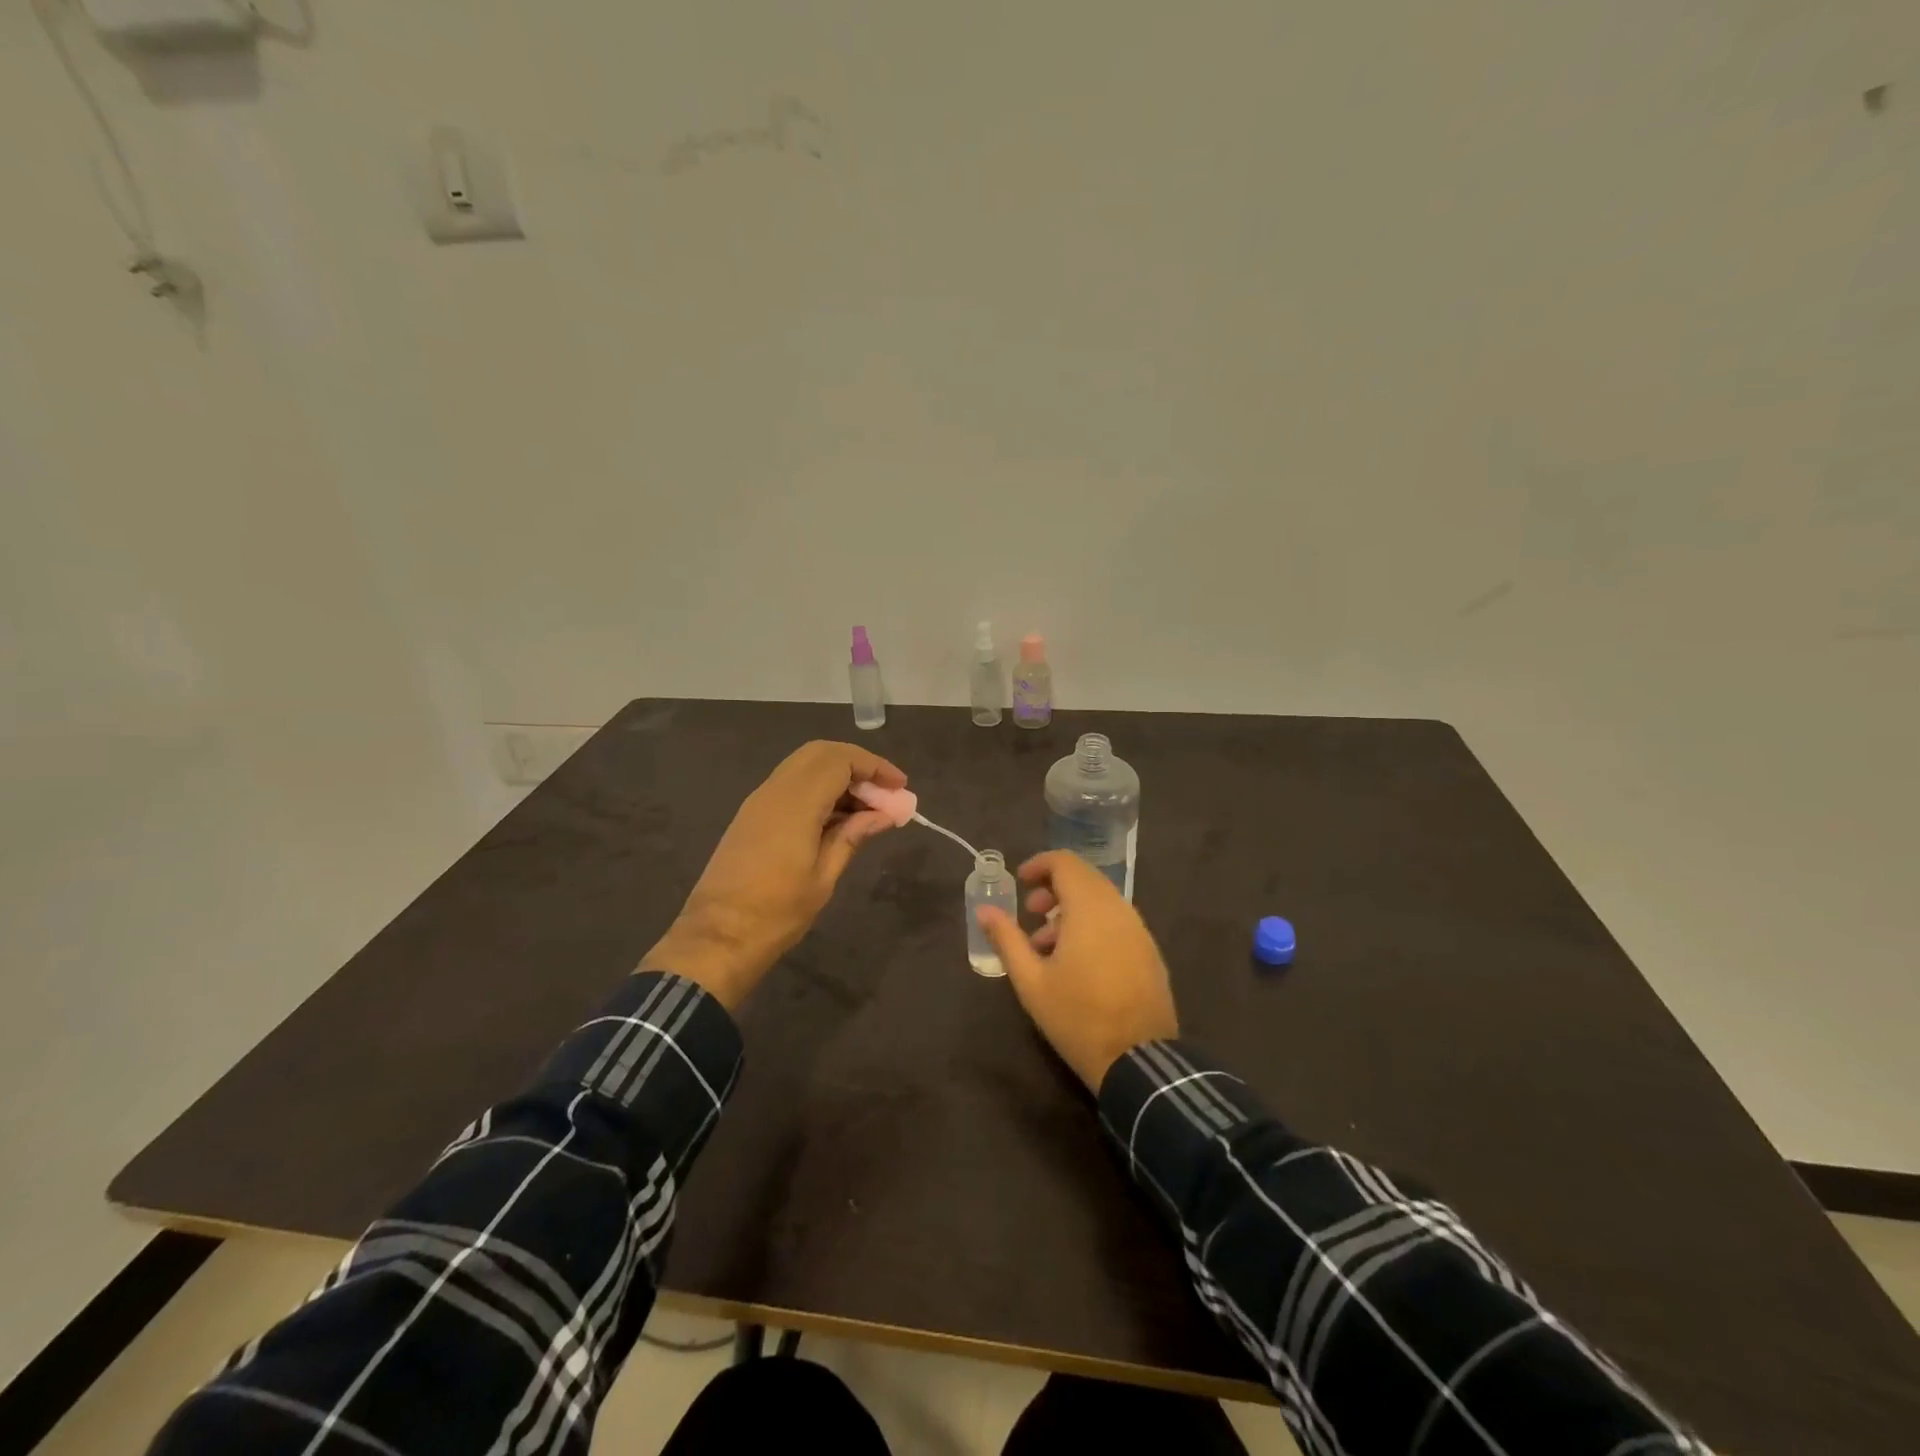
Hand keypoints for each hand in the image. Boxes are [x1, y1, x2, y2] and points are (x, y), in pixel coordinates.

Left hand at [641, 741, 905, 1009]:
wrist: (716, 938)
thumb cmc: (776, 913)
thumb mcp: (824, 876)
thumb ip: (853, 835)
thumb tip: (884, 814)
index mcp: (796, 803)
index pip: (840, 760)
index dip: (874, 767)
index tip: (900, 787)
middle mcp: (775, 790)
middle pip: (821, 753)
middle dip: (857, 764)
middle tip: (884, 791)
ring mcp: (759, 801)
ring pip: (804, 766)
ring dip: (838, 775)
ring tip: (867, 807)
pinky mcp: (751, 815)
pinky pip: (791, 784)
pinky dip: (818, 788)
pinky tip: (837, 817)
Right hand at [976, 851, 1178, 1091]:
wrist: (1138, 1062)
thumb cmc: (1077, 1017)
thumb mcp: (1030, 981)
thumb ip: (1006, 939)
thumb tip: (984, 910)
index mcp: (1089, 908)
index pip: (1065, 862)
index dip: (1039, 864)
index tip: (1020, 883)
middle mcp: (1119, 909)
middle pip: (1085, 878)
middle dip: (1054, 888)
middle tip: (1031, 913)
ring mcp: (1139, 930)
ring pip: (1102, 900)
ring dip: (1073, 909)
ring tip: (1049, 946)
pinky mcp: (1150, 952)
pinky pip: (1118, 921)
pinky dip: (1094, 925)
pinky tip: (1079, 962)